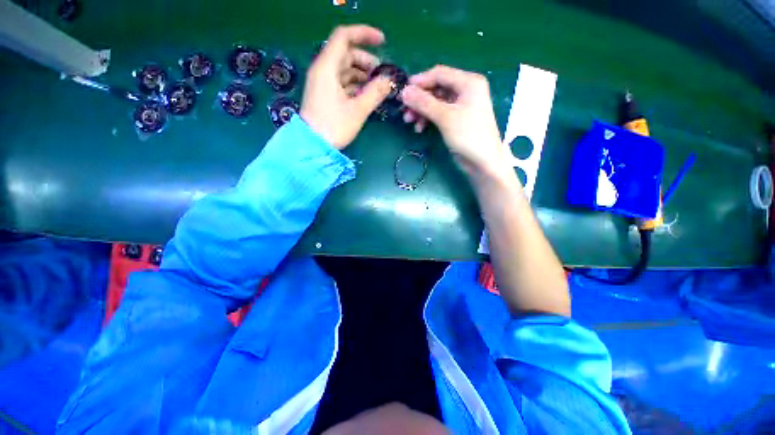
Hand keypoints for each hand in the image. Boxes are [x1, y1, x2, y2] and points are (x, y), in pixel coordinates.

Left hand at [300, 25, 393, 149]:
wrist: (313, 146)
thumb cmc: (334, 126)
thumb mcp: (358, 110)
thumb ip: (375, 93)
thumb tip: (389, 81)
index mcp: (327, 67)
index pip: (344, 37)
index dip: (364, 34)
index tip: (383, 42)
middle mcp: (323, 70)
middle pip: (347, 54)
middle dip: (367, 61)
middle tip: (382, 76)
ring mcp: (323, 83)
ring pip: (345, 70)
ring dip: (363, 75)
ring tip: (377, 88)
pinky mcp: (325, 94)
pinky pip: (342, 82)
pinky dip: (356, 85)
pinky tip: (366, 95)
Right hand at [400, 66, 509, 176]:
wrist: (483, 161)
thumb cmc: (468, 135)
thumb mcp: (445, 117)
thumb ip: (424, 103)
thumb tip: (404, 92)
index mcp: (468, 82)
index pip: (440, 74)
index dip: (420, 81)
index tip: (403, 92)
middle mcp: (465, 90)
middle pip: (436, 88)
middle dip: (419, 99)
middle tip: (404, 110)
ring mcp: (461, 105)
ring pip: (436, 102)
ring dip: (421, 110)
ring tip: (409, 121)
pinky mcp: (457, 119)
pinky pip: (439, 113)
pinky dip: (428, 118)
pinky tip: (420, 128)